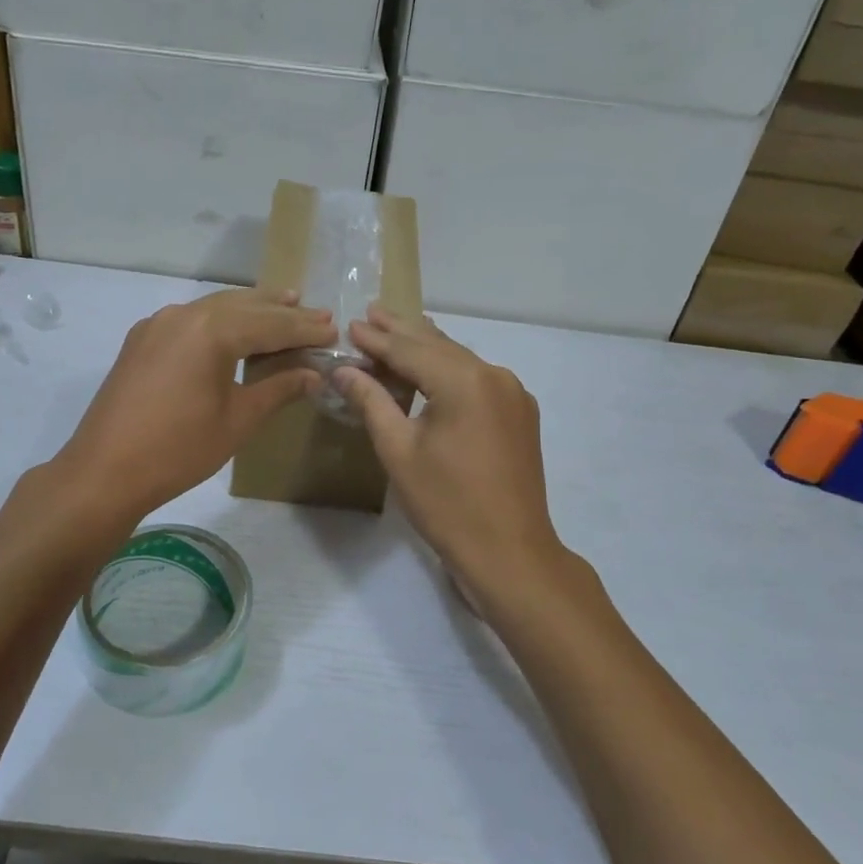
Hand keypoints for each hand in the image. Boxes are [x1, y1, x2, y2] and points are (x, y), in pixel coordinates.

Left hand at [56, 288, 334, 520]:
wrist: (104, 472)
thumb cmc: (179, 449)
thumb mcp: (238, 420)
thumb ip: (279, 389)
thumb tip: (314, 374)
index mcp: (212, 330)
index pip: (272, 324)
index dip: (305, 329)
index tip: (334, 330)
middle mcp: (184, 314)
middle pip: (245, 306)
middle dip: (283, 311)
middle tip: (318, 313)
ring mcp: (158, 324)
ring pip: (216, 307)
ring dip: (252, 309)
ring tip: (284, 304)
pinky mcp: (142, 339)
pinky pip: (192, 319)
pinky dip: (221, 320)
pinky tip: (234, 328)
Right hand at [336, 308, 569, 614]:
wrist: (510, 552)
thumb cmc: (446, 504)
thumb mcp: (399, 451)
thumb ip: (372, 402)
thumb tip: (343, 370)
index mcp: (464, 381)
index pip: (410, 350)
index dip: (377, 339)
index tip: (350, 323)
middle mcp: (494, 376)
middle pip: (438, 346)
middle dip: (402, 331)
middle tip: (372, 311)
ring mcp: (513, 393)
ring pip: (460, 359)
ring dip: (426, 347)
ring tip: (396, 328)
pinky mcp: (519, 413)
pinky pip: (478, 378)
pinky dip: (449, 369)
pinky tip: (433, 366)